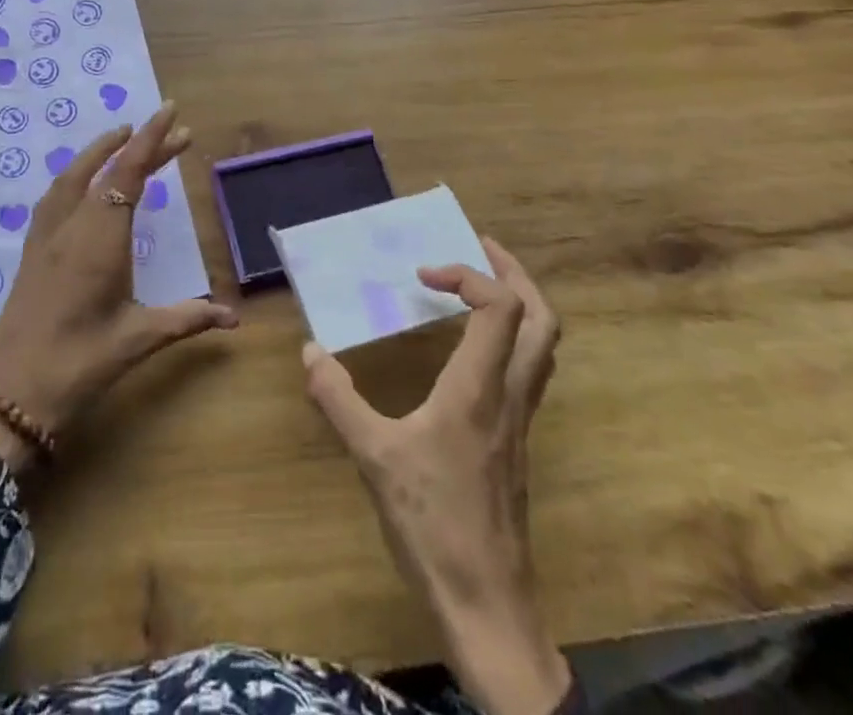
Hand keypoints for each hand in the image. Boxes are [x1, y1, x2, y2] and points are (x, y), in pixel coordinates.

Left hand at [0, 102, 236, 471]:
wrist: (11, 394)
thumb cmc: (80, 363)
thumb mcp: (139, 339)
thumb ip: (187, 319)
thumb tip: (233, 319)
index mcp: (101, 237)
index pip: (129, 172)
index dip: (151, 139)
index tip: (170, 111)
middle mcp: (73, 224)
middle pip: (109, 170)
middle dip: (141, 145)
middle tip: (176, 132)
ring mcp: (47, 235)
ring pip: (75, 176)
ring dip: (102, 152)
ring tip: (125, 138)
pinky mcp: (33, 250)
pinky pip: (57, 195)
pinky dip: (77, 174)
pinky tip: (85, 182)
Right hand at [303, 240, 566, 714]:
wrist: (487, 607)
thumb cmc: (432, 525)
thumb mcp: (373, 457)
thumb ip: (338, 399)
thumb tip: (309, 351)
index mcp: (479, 389)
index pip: (500, 307)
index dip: (467, 274)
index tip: (424, 273)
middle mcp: (509, 395)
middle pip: (542, 319)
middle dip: (514, 273)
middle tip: (480, 246)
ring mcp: (519, 420)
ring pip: (543, 345)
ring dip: (520, 302)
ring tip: (480, 284)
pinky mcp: (517, 441)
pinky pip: (527, 370)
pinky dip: (510, 337)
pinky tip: (472, 348)